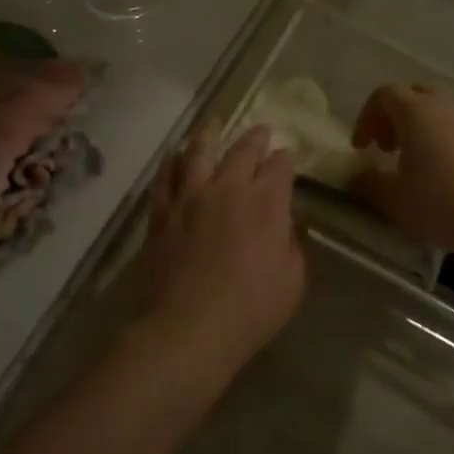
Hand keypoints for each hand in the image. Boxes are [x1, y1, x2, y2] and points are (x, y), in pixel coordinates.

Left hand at [137, 121, 305, 362]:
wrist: (187, 329)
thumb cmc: (250, 310)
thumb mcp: (292, 281)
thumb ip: (292, 244)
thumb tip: (285, 224)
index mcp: (266, 203)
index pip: (280, 167)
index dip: (286, 158)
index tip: (288, 156)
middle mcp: (228, 189)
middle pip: (242, 151)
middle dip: (256, 138)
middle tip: (262, 130)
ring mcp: (190, 197)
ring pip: (198, 152)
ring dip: (209, 134)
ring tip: (214, 123)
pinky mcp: (162, 213)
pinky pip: (165, 177)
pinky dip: (172, 161)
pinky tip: (175, 155)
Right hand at [348, 85, 453, 266]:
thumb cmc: (445, 204)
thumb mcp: (396, 201)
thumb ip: (370, 183)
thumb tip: (357, 175)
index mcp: (416, 111)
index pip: (384, 95)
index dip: (368, 117)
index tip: (363, 148)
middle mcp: (448, 104)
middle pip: (416, 96)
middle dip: (397, 119)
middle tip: (390, 150)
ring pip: (445, 111)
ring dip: (427, 129)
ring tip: (424, 166)